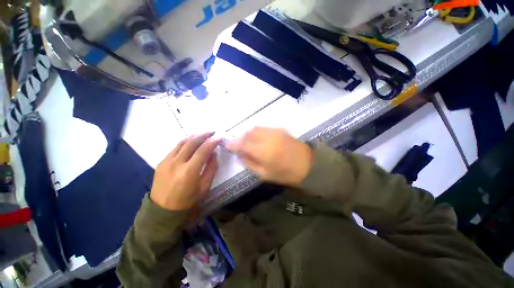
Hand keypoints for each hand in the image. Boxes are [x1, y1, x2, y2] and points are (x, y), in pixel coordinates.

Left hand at [150, 133, 220, 210]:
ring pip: (182, 142)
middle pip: (191, 143)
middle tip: (212, 132)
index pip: (203, 151)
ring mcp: (167, 161)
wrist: (162, 209)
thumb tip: (214, 153)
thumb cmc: (187, 200)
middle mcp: (177, 163)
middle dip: (204, 135)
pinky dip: (185, 142)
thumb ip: (211, 168)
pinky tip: (191, 142)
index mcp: (189, 172)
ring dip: (194, 136)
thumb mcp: (205, 187)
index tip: (219, 137)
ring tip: (203, 134)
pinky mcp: (161, 162)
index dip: (212, 142)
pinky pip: (175, 148)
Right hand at [227, 127, 312, 185]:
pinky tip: (258, 138)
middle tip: (237, 145)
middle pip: (247, 134)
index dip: (232, 144)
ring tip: (247, 141)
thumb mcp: (265, 174)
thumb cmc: (285, 173)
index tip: (227, 146)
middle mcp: (266, 137)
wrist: (308, 165)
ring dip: (248, 134)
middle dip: (239, 138)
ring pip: (255, 129)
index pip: (241, 144)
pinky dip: (257, 131)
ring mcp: (274, 131)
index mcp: (261, 150)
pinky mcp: (280, 129)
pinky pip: (264, 128)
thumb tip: (239, 156)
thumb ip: (250, 163)